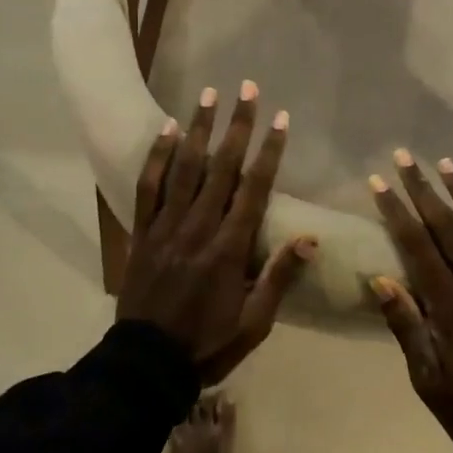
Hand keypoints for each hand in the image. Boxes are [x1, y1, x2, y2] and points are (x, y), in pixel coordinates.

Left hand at [118, 82, 316, 382]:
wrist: (146, 364)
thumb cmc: (207, 344)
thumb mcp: (254, 323)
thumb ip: (279, 278)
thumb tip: (310, 239)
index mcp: (229, 248)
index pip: (255, 188)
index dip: (269, 151)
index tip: (281, 118)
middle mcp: (198, 227)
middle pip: (221, 166)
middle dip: (237, 125)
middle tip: (247, 88)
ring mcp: (166, 225)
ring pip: (184, 167)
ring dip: (198, 128)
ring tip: (209, 94)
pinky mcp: (142, 230)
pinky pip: (148, 186)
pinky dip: (157, 156)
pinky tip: (166, 129)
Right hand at [368, 151, 452, 452]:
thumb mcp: (426, 379)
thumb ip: (406, 327)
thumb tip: (380, 279)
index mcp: (449, 305)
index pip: (416, 245)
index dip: (395, 210)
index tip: (377, 182)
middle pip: (447, 226)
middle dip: (423, 188)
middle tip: (404, 157)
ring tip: (448, 163)